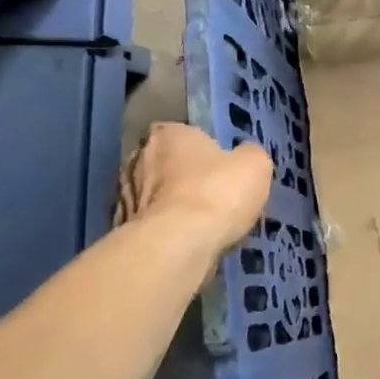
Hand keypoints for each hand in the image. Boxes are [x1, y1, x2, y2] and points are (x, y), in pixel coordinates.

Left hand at [114, 124, 271, 254]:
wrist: (178, 244)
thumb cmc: (218, 192)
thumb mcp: (255, 165)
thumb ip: (249, 155)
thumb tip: (244, 158)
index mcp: (169, 133)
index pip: (183, 134)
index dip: (203, 151)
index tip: (220, 168)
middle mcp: (139, 157)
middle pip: (167, 164)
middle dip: (184, 178)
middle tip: (212, 197)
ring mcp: (125, 194)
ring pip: (156, 196)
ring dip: (173, 206)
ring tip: (201, 226)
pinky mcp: (124, 229)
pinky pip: (152, 225)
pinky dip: (166, 231)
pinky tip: (186, 243)